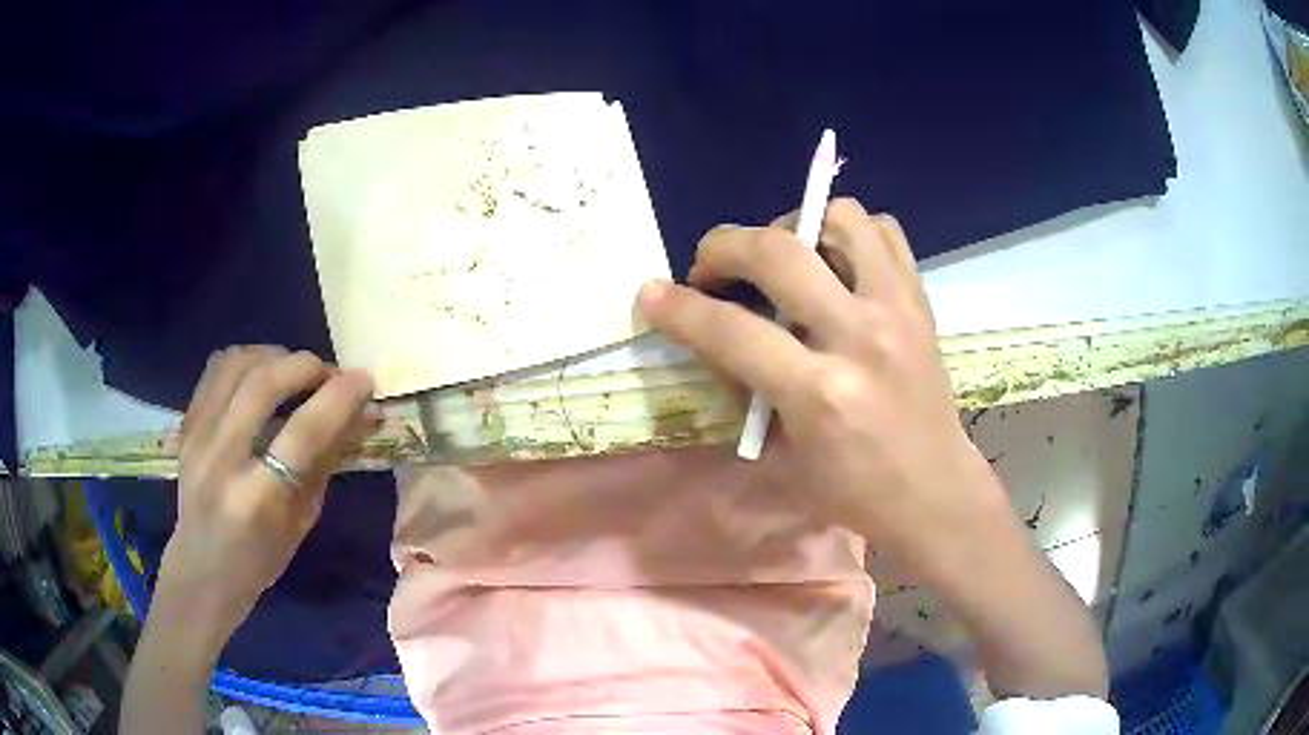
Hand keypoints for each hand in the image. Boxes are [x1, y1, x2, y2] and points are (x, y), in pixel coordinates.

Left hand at [159, 346, 378, 635]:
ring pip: (237, 364)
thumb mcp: (303, 520)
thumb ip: (327, 461)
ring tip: (296, 371)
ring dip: (276, 356)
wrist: (203, 568)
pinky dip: (248, 360)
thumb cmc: (261, 558)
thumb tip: (363, 414)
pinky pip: (217, 369)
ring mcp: (196, 436)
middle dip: (306, 366)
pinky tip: (263, 373)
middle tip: (329, 374)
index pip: (302, 432)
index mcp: (257, 498)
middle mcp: (221, 459)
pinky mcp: (186, 423)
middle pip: (264, 383)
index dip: (338, 398)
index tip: (365, 380)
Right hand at [640, 199, 1108, 699]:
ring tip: (781, 258)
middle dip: (724, 246)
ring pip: (840, 218)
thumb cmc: (855, 492)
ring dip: (795, 226)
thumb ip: (747, 387)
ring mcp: (898, 311)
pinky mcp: (920, 302)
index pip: (731, 331)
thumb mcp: (784, 458)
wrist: (936, 491)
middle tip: (711, 268)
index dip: (678, 307)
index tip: (651, 294)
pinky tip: (833, 263)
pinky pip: (883, 232)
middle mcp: (861, 338)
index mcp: (821, 394)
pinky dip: (848, 233)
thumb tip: (717, 331)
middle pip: (779, 252)